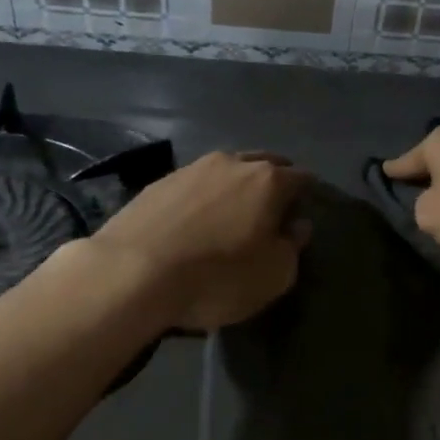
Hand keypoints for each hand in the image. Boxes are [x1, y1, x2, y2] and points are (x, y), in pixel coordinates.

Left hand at [81, 151, 310, 331]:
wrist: (132, 273)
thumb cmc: (217, 276)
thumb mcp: (274, 276)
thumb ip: (293, 247)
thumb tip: (297, 226)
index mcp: (269, 180)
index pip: (302, 178)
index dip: (307, 196)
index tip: (303, 215)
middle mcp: (233, 163)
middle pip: (265, 164)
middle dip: (274, 182)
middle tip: (271, 212)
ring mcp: (192, 168)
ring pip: (227, 169)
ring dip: (236, 186)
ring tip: (231, 214)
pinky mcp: (159, 182)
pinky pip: (195, 184)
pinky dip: (203, 197)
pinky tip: (195, 221)